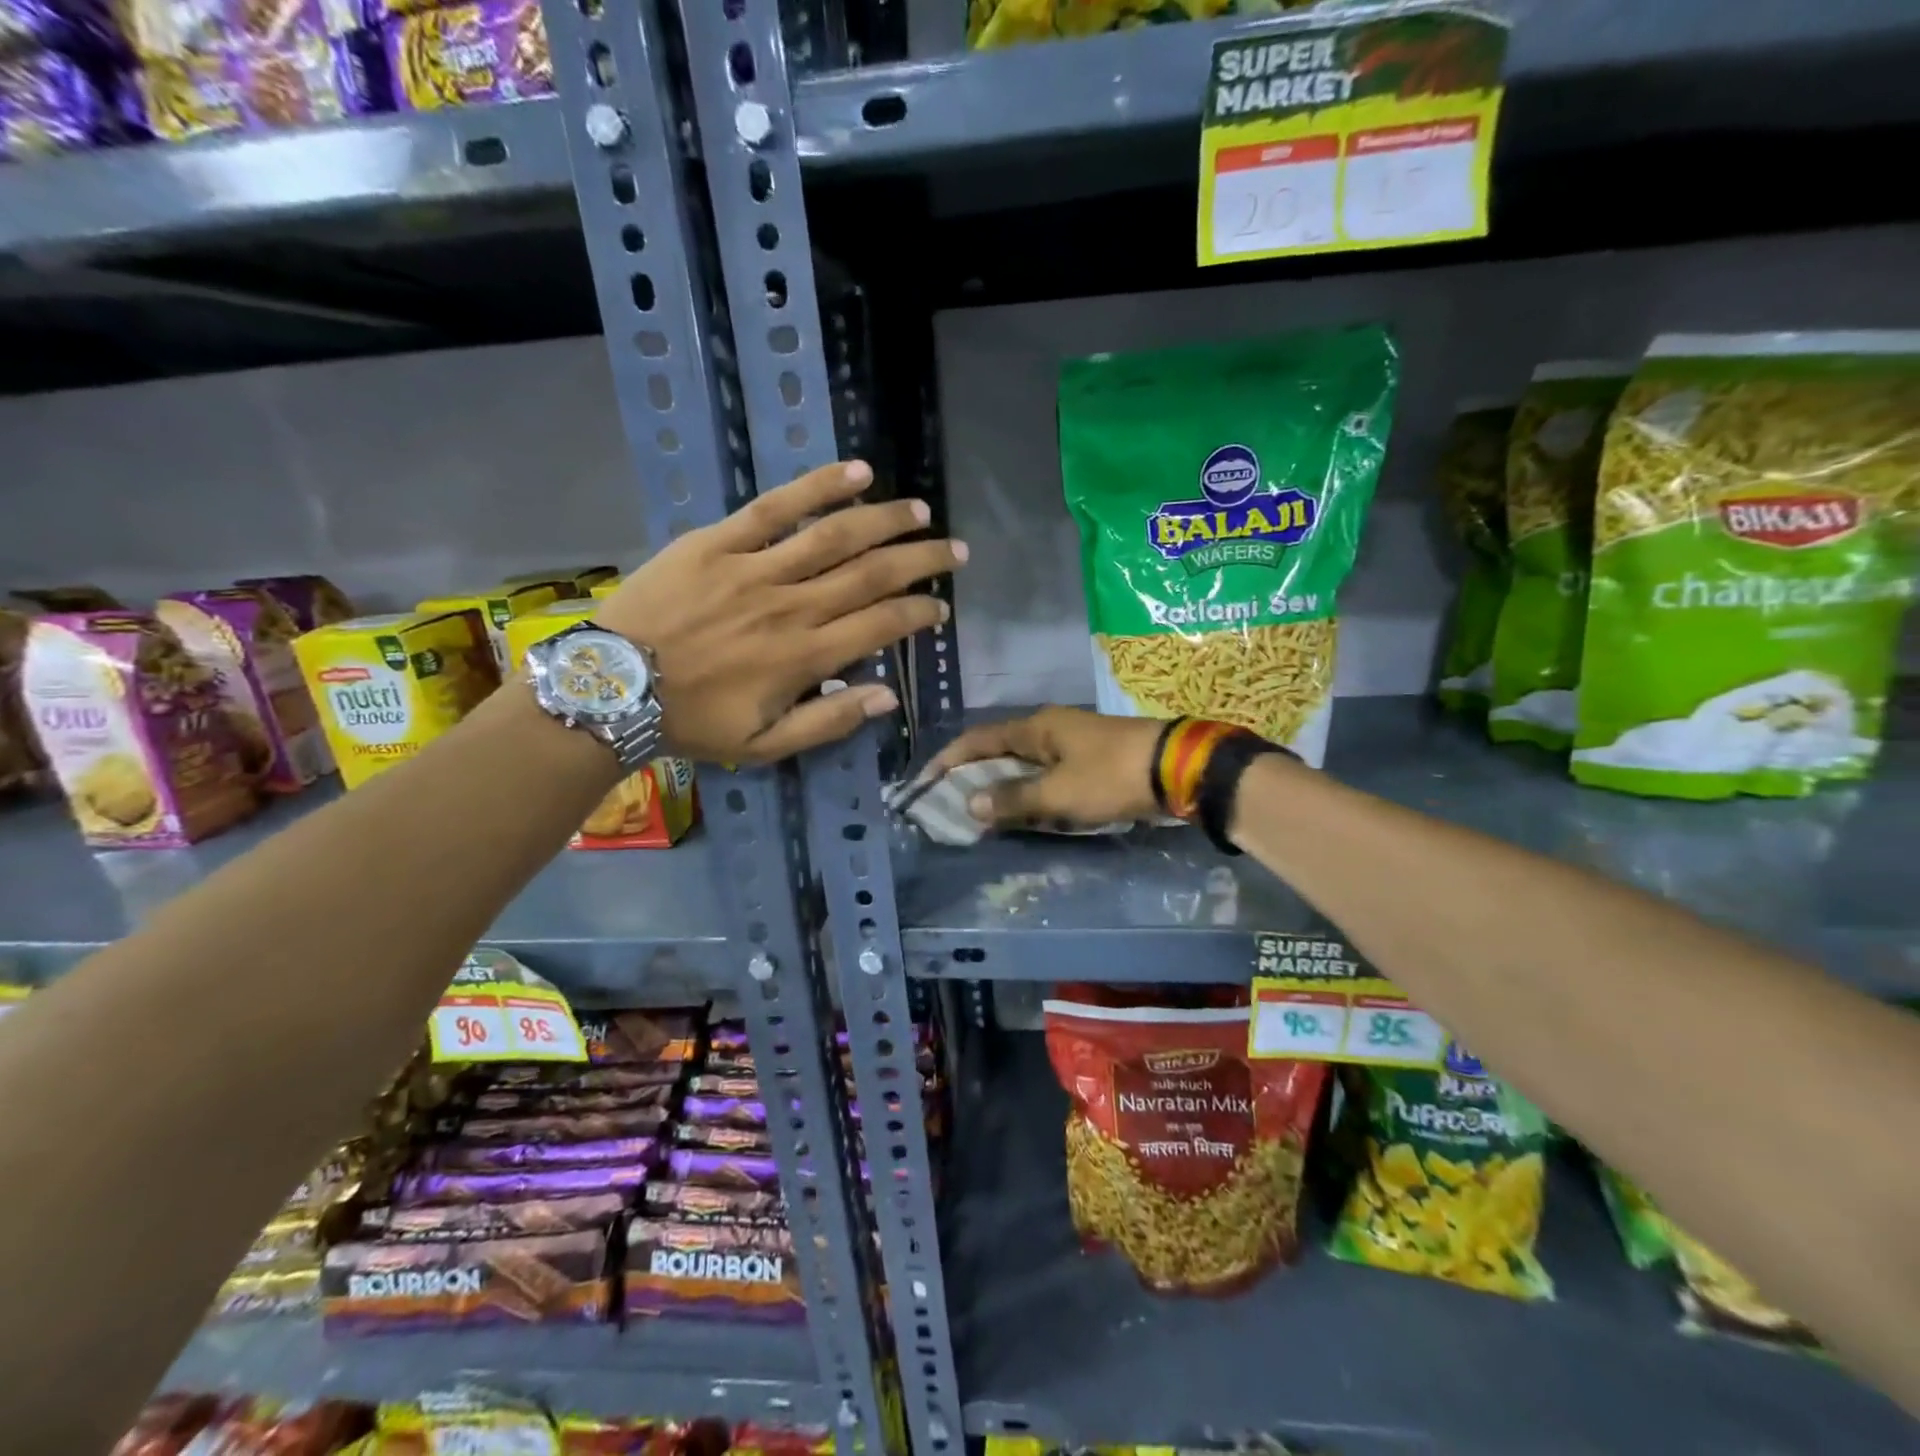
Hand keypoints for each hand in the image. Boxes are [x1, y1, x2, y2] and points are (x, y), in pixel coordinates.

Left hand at [596, 461, 964, 763]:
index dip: (919, 613)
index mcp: (805, 657)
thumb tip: (887, 697)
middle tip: (954, 551)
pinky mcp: (718, 541)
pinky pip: (775, 507)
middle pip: (872, 574)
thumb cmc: (692, 722)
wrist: (610, 688)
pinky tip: (857, 473)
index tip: (941, 608)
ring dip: (885, 520)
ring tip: (920, 510)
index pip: (882, 625)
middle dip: (921, 561)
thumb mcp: (764, 746)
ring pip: (835, 535)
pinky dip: (819, 487)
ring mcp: (755, 569)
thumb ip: (829, 721)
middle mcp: (792, 606)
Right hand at [926, 707, 1162, 827]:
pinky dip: (1030, 791)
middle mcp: (1050, 728)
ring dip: (1003, 786)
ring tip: (982, 812)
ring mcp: (1073, 742)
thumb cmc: (1111, 775)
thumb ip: (1014, 799)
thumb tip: (970, 804)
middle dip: (974, 775)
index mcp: (1036, 727)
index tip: (925, 781)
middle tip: (950, 802)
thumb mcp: (1058, 793)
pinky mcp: (1092, 759)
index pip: (979, 739)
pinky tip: (1026, 810)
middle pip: (1000, 750)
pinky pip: (1048, 774)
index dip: (949, 759)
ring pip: (1025, 764)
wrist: (1178, 768)